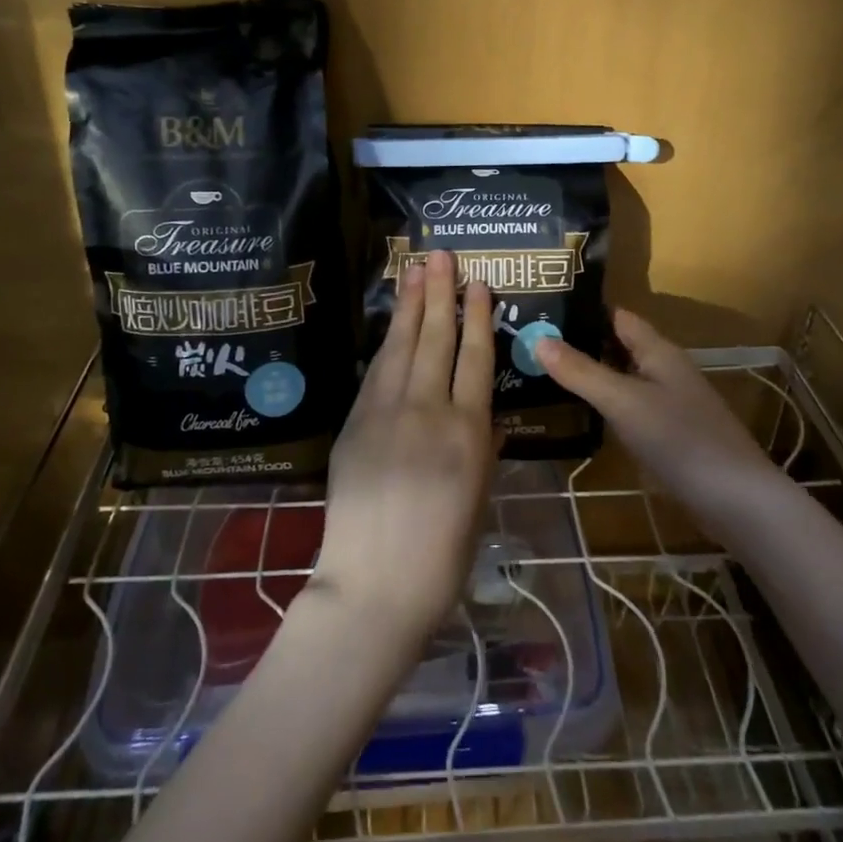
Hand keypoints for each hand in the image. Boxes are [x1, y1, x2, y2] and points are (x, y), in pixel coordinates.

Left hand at [308, 250, 498, 646]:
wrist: (375, 586)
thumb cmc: (442, 555)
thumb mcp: (478, 499)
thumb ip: (483, 449)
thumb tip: (486, 414)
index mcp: (468, 433)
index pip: (475, 359)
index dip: (477, 317)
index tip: (479, 284)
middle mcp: (428, 411)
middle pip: (436, 339)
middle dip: (440, 293)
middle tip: (441, 255)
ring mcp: (386, 413)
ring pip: (402, 346)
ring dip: (410, 306)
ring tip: (415, 270)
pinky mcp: (356, 423)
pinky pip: (376, 372)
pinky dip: (388, 343)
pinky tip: (393, 324)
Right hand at [536, 308, 781, 535]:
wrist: (738, 502)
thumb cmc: (680, 440)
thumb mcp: (624, 402)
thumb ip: (581, 372)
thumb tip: (537, 338)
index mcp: (659, 352)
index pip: (617, 317)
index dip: (583, 309)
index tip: (542, 307)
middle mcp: (665, 371)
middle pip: (617, 347)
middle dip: (579, 342)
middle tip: (529, 342)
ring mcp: (669, 405)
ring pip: (621, 379)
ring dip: (589, 375)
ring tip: (541, 374)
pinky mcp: (669, 437)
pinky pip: (628, 409)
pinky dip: (602, 406)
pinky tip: (577, 415)